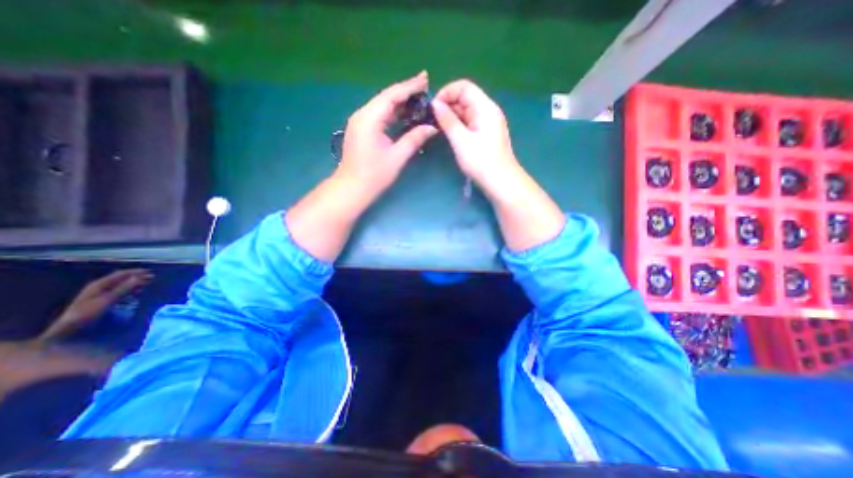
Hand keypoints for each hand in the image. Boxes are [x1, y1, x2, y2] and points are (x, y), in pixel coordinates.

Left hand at [39, 269, 153, 338]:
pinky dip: (130, 290)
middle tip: (152, 278)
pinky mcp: (103, 301)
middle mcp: (100, 287)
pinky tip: (137, 293)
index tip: (151, 272)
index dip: (136, 272)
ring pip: (122, 285)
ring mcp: (100, 294)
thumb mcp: (106, 301)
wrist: (69, 330)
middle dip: (137, 277)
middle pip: (121, 279)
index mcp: (99, 284)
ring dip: (135, 284)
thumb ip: (123, 289)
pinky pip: (120, 292)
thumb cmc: (87, 314)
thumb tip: (140, 277)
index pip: (121, 274)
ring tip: (147, 285)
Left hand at [337, 72, 438, 194]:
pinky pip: (379, 116)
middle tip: (426, 87)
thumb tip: (431, 127)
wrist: (351, 188)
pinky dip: (393, 113)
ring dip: (400, 102)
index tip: (426, 78)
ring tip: (419, 99)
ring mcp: (360, 122)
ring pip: (383, 106)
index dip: (410, 86)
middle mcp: (363, 115)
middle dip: (406, 91)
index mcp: (370, 119)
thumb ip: (414, 139)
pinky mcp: (362, 130)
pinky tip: (405, 114)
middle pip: (386, 97)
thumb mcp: (397, 157)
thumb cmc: (374, 175)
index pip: (392, 96)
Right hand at [434, 79, 518, 190]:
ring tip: (437, 128)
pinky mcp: (485, 135)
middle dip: (447, 105)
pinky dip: (458, 125)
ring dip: (451, 117)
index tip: (433, 108)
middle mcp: (488, 111)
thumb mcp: (461, 140)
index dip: (446, 92)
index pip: (464, 87)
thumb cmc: (481, 161)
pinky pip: (469, 123)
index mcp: (485, 107)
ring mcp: (488, 123)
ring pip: (466, 112)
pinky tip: (449, 134)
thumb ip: (448, 120)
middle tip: (432, 120)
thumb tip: (435, 104)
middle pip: (465, 98)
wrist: (501, 182)